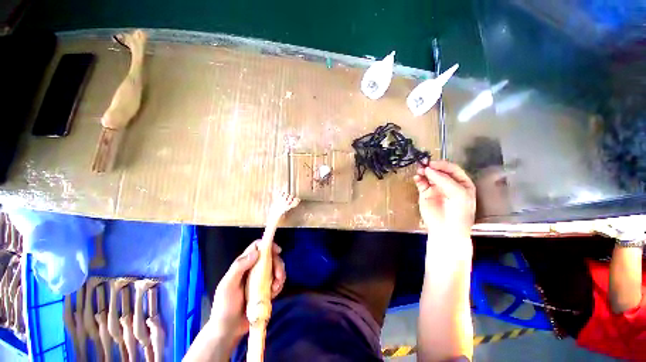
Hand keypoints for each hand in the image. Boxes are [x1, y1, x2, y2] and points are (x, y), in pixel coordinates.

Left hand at [208, 240, 285, 341]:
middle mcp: (253, 269)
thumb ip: (238, 267)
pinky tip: (275, 293)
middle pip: (270, 257)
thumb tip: (256, 252)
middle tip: (279, 276)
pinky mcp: (266, 290)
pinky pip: (277, 282)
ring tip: (276, 287)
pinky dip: (279, 285)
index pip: (257, 247)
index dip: (268, 245)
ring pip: (276, 268)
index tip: (277, 251)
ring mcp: (261, 280)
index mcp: (243, 264)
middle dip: (278, 264)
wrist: (228, 330)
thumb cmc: (224, 306)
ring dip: (280, 275)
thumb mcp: (227, 286)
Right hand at [413, 160, 475, 237]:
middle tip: (423, 164)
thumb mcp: (458, 195)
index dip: (442, 165)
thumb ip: (444, 180)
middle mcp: (449, 184)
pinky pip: (421, 183)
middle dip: (432, 167)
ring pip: (429, 176)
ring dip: (424, 172)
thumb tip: (428, 169)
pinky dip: (418, 179)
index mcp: (462, 183)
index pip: (452, 169)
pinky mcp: (425, 194)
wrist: (446, 231)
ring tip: (419, 171)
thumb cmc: (458, 213)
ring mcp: (436, 189)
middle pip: (439, 171)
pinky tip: (417, 178)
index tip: (432, 163)